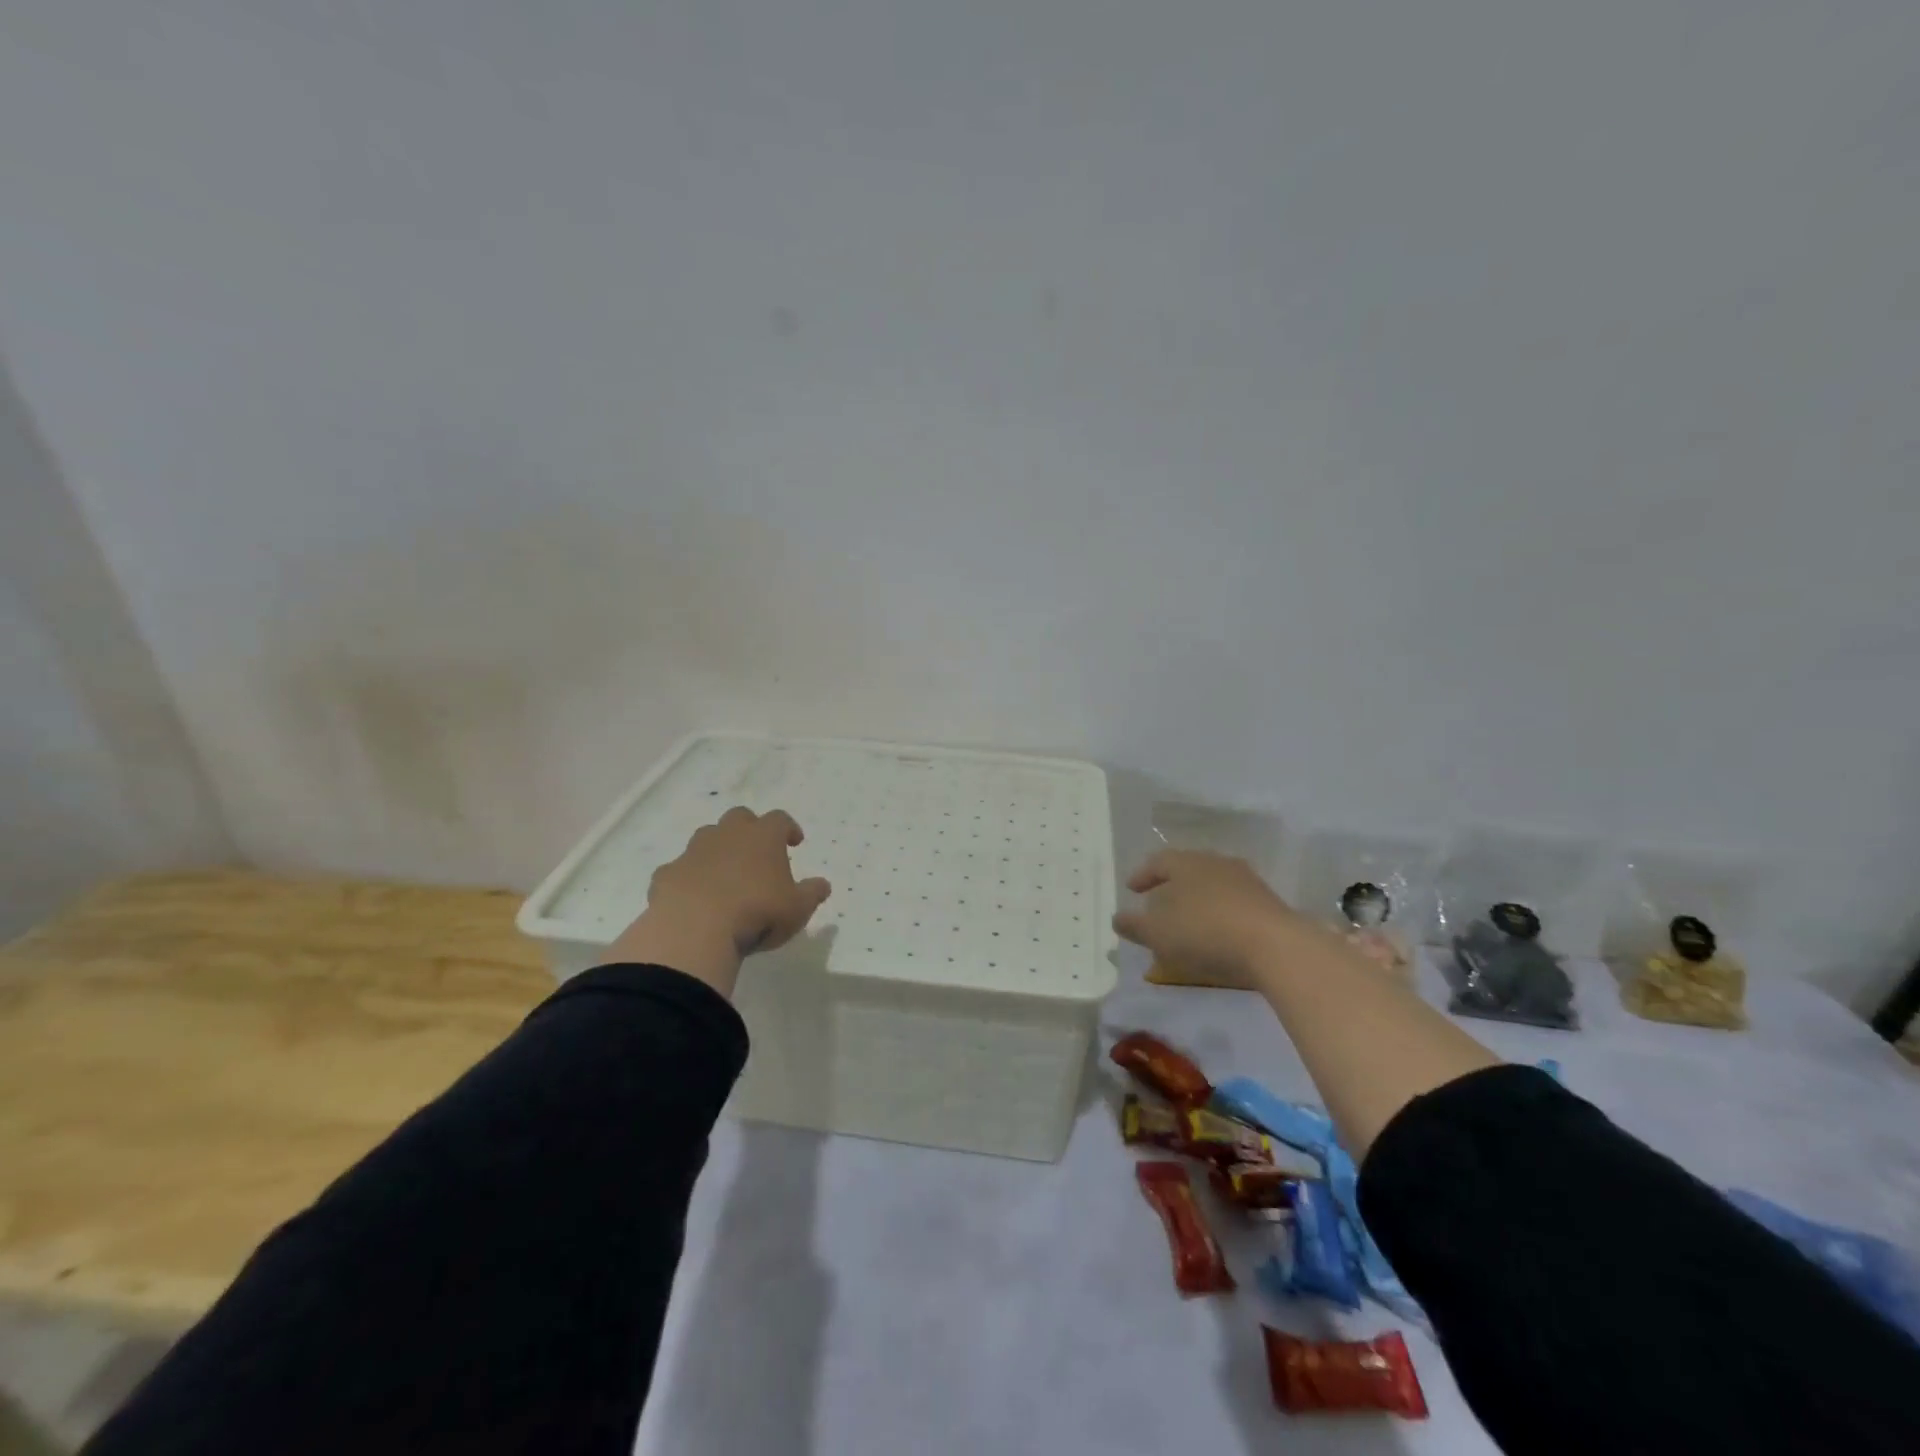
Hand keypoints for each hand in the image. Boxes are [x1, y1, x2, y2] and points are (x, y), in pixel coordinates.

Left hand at [610, 807, 831, 995]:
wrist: (694, 930)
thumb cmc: (757, 913)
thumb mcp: (797, 909)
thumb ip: (812, 894)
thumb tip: (823, 885)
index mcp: (763, 837)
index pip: (780, 819)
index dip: (788, 828)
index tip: (795, 842)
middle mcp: (727, 835)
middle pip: (739, 817)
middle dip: (749, 829)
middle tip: (757, 852)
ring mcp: (693, 852)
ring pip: (707, 838)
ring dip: (717, 849)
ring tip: (725, 875)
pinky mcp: (667, 874)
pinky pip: (680, 869)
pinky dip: (689, 878)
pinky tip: (694, 898)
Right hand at [1112, 849, 1303, 983]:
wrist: (1274, 946)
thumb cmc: (1204, 932)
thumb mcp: (1158, 933)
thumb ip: (1135, 926)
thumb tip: (1118, 918)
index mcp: (1185, 863)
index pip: (1158, 862)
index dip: (1143, 875)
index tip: (1132, 889)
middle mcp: (1215, 862)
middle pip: (1187, 869)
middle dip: (1171, 886)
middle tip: (1159, 903)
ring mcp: (1246, 880)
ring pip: (1212, 885)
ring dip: (1197, 900)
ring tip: (1188, 921)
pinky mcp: (1267, 902)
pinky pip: (1233, 903)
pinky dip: (1219, 914)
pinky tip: (1217, 933)